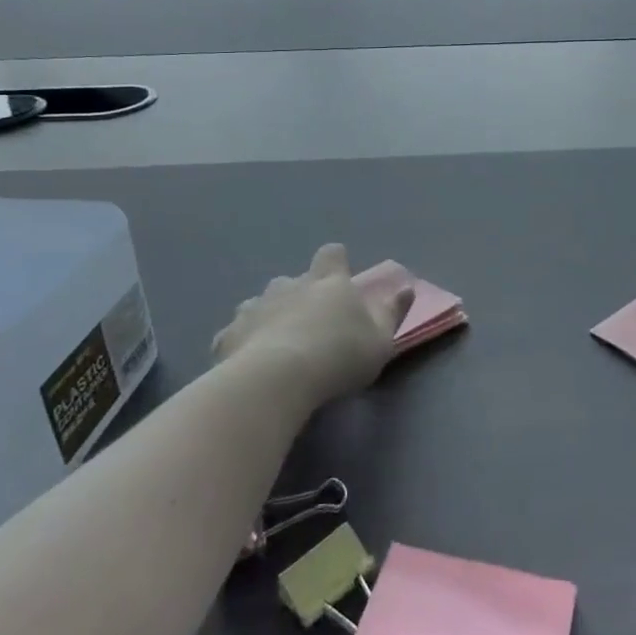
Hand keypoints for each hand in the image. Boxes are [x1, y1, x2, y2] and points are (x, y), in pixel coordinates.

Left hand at [210, 245, 415, 406]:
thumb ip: (393, 312)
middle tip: (310, 324)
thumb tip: (407, 287)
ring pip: (262, 303)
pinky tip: (247, 364)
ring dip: (269, 316)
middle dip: (300, 294)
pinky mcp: (228, 334)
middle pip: (294, 279)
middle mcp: (290, 285)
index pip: (332, 254)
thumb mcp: (380, 340)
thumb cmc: (339, 356)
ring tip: (277, 345)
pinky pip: (235, 332)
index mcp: (328, 283)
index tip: (340, 277)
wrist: (276, 380)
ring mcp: (255, 307)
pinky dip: (243, 343)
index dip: (336, 261)